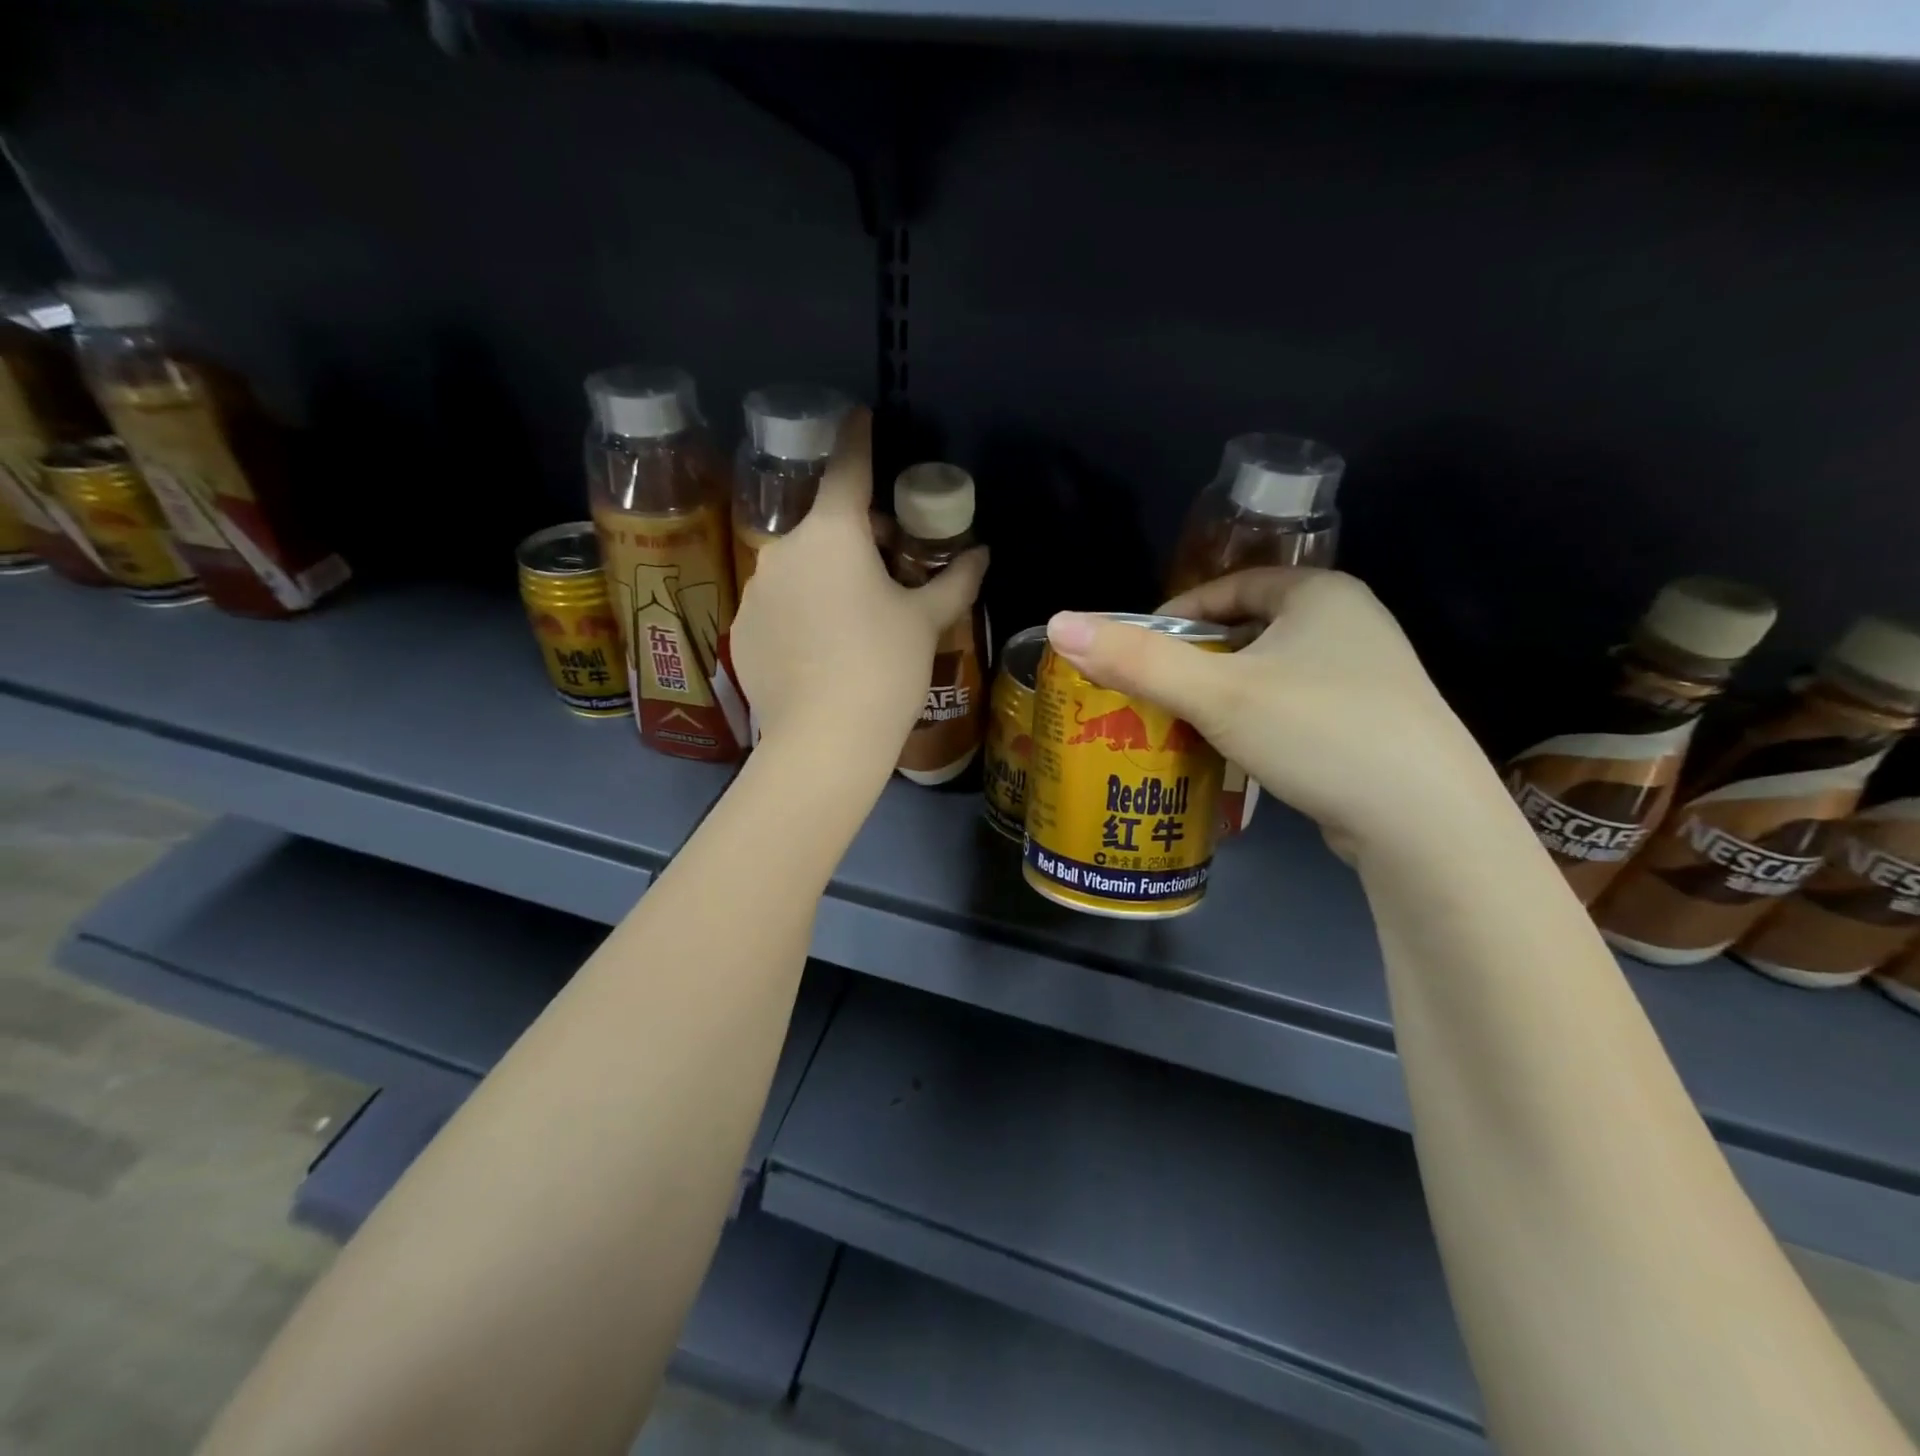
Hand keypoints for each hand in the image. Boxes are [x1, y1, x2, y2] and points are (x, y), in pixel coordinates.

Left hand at [731, 408, 989, 761]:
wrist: (824, 740)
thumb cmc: (884, 668)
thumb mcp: (926, 621)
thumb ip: (956, 581)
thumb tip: (983, 554)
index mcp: (833, 533)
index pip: (847, 467)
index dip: (858, 438)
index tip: (861, 417)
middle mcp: (784, 549)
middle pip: (826, 524)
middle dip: (859, 535)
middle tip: (892, 570)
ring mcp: (757, 590)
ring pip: (801, 567)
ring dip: (828, 575)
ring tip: (857, 620)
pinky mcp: (742, 629)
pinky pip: (780, 605)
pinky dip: (802, 611)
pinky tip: (823, 650)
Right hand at [1045, 570, 1493, 852]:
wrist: (1424, 822)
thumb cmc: (1318, 731)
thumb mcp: (1217, 693)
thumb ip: (1136, 660)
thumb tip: (1057, 624)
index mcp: (1320, 594)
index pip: (1230, 585)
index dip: (1178, 613)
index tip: (1139, 650)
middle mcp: (1350, 624)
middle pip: (1247, 632)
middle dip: (1195, 662)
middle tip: (1150, 695)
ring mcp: (1366, 677)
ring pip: (1269, 674)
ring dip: (1223, 697)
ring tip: (1180, 727)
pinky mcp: (1371, 726)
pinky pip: (1293, 709)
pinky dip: (1255, 724)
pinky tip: (1232, 756)